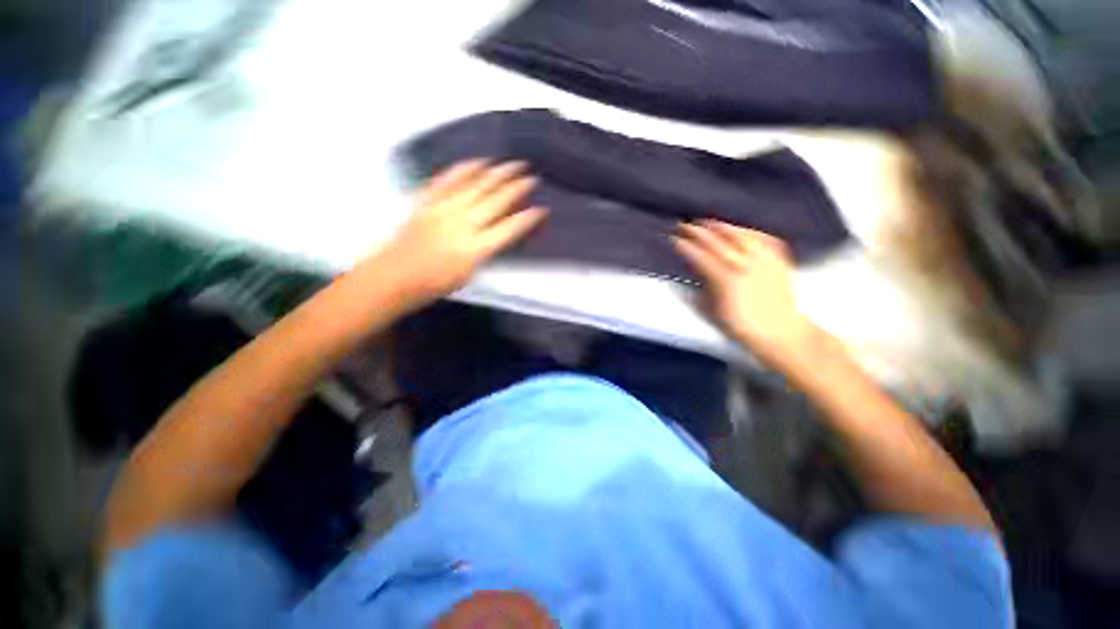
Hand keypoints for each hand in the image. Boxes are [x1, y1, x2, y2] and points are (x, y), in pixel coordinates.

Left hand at [362, 160, 547, 307]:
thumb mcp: (469, 274)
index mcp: (475, 249)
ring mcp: (443, 209)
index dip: (527, 219)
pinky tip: (476, 162)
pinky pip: (448, 180)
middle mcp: (462, 224)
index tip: (541, 209)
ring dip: (496, 173)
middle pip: (495, 201)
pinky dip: (464, 169)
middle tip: (531, 176)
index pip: (509, 230)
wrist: (394, 276)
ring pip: (475, 185)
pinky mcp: (427, 201)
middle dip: (516, 187)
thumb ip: (485, 251)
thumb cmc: (434, 284)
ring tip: (511, 163)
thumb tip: (497, 235)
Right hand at [674, 220, 818, 367]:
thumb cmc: (741, 324)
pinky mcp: (778, 258)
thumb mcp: (712, 310)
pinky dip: (748, 231)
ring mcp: (762, 259)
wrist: (779, 330)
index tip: (675, 240)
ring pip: (739, 234)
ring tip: (709, 222)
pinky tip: (740, 230)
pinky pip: (762, 237)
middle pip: (716, 241)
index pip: (699, 256)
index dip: (685, 247)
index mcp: (724, 278)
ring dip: (721, 226)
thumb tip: (694, 272)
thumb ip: (701, 287)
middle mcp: (743, 264)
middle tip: (685, 226)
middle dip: (697, 232)